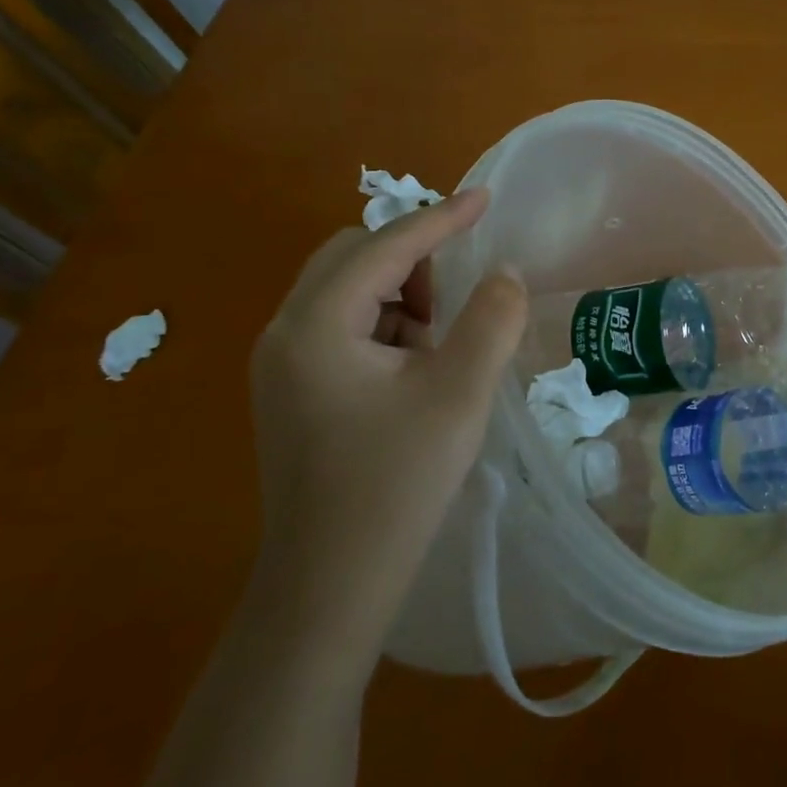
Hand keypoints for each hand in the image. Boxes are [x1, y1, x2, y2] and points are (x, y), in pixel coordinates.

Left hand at [249, 189, 524, 618]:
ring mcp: (281, 364)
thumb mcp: (459, 395)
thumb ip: (491, 320)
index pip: (386, 245)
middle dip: (413, 261)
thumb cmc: (395, 487)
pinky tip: (413, 373)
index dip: (442, 217)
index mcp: (317, 324)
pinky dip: (384, 327)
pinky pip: (341, 327)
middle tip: (457, 301)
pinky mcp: (292, 391)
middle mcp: (285, 332)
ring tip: (439, 348)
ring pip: (347, 291)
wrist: (328, 589)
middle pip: (353, 257)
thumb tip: (504, 273)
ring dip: (400, 296)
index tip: (486, 197)